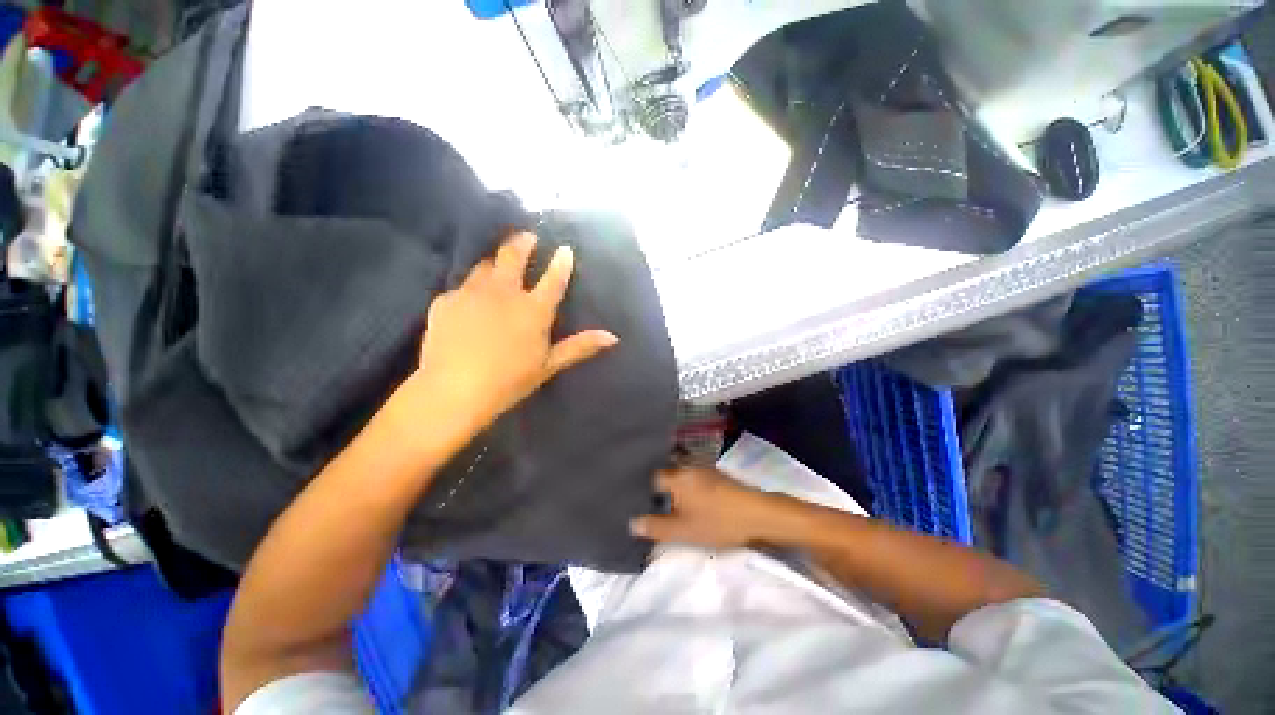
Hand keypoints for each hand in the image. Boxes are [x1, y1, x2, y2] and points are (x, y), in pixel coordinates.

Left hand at [412, 232, 617, 430]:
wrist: (454, 391)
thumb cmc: (509, 381)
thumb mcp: (549, 365)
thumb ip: (579, 346)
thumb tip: (613, 337)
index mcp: (533, 310)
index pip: (553, 279)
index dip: (561, 263)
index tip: (565, 248)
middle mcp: (503, 293)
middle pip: (512, 256)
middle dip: (523, 242)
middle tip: (528, 236)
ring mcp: (471, 293)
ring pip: (484, 265)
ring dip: (495, 262)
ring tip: (499, 266)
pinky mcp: (445, 301)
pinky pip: (461, 287)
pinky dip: (470, 289)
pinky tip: (469, 302)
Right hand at [629, 467, 779, 549]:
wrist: (758, 515)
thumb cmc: (717, 521)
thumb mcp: (682, 530)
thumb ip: (656, 526)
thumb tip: (632, 523)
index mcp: (677, 475)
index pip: (653, 477)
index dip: (644, 489)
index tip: (638, 500)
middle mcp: (689, 466)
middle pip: (667, 473)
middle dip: (659, 486)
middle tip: (651, 503)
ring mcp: (706, 469)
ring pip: (682, 475)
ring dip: (675, 486)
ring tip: (669, 503)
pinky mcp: (719, 476)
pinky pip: (695, 478)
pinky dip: (689, 487)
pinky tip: (693, 501)